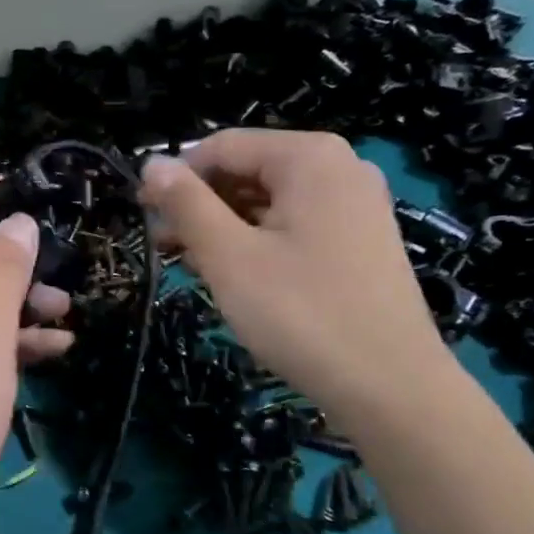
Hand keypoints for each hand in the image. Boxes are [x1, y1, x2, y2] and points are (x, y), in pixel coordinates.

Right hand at [139, 131, 450, 425]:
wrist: (390, 386)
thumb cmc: (301, 314)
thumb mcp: (229, 256)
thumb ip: (186, 204)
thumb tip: (151, 164)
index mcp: (310, 158)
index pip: (223, 147)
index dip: (176, 176)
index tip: (143, 214)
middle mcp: (340, 168)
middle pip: (248, 170)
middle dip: (200, 205)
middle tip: (163, 247)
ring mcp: (355, 206)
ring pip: (269, 201)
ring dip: (224, 227)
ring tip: (191, 266)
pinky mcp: (360, 241)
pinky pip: (294, 225)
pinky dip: (257, 242)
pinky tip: (234, 275)